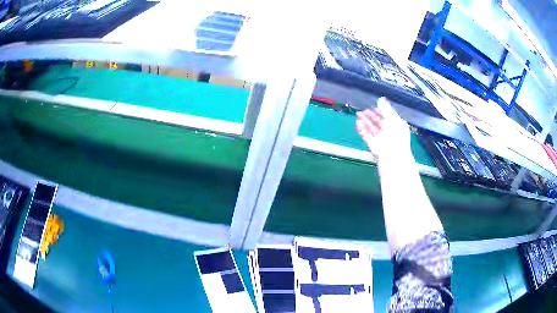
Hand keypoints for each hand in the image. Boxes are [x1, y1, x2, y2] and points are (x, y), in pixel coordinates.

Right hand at [356, 97, 410, 160]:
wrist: (393, 161)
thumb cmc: (396, 140)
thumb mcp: (393, 121)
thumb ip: (386, 109)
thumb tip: (381, 99)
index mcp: (398, 126)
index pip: (389, 116)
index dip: (381, 111)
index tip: (374, 105)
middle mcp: (390, 133)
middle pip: (379, 123)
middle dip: (371, 116)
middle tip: (363, 110)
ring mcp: (382, 141)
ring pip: (372, 129)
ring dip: (365, 122)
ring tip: (358, 114)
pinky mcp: (374, 147)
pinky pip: (367, 136)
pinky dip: (362, 130)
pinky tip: (358, 123)